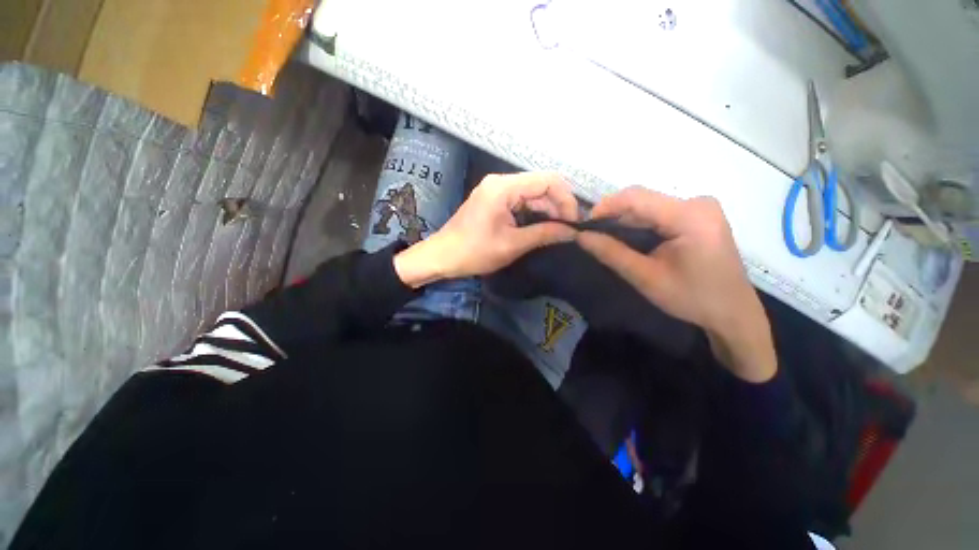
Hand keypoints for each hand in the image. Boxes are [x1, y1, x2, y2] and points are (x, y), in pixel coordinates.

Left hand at [394, 172, 578, 286]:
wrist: (442, 256)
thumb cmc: (474, 252)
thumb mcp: (512, 245)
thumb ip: (544, 234)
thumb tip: (573, 232)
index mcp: (504, 187)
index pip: (548, 180)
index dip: (566, 199)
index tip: (574, 222)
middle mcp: (501, 181)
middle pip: (541, 185)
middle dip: (558, 206)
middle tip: (568, 230)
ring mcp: (496, 189)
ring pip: (532, 193)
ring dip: (547, 210)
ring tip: (557, 231)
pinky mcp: (494, 199)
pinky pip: (521, 200)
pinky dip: (533, 213)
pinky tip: (540, 227)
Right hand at [576, 187, 775, 381]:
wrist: (733, 312)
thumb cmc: (691, 298)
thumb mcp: (646, 277)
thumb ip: (611, 253)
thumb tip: (580, 236)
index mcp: (690, 216)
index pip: (637, 198)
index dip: (605, 207)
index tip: (583, 224)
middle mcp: (697, 203)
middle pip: (643, 199)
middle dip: (613, 215)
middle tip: (591, 234)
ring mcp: (700, 207)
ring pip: (650, 205)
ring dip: (625, 220)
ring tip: (605, 237)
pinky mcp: (699, 215)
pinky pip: (660, 212)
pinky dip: (640, 223)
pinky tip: (629, 238)